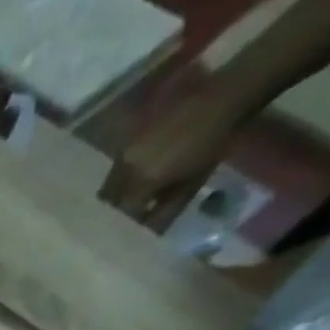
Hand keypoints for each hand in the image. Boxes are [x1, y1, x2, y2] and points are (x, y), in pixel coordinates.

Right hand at [99, 73, 252, 232]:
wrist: (221, 100)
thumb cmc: (211, 146)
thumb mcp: (190, 185)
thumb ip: (164, 210)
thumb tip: (147, 229)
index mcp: (143, 180)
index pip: (123, 211)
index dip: (127, 221)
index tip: (134, 226)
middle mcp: (127, 166)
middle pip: (108, 196)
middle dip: (116, 206)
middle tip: (129, 211)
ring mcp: (126, 150)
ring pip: (110, 180)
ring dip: (118, 190)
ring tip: (132, 191)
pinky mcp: (130, 137)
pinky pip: (118, 163)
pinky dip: (123, 173)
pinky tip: (138, 172)